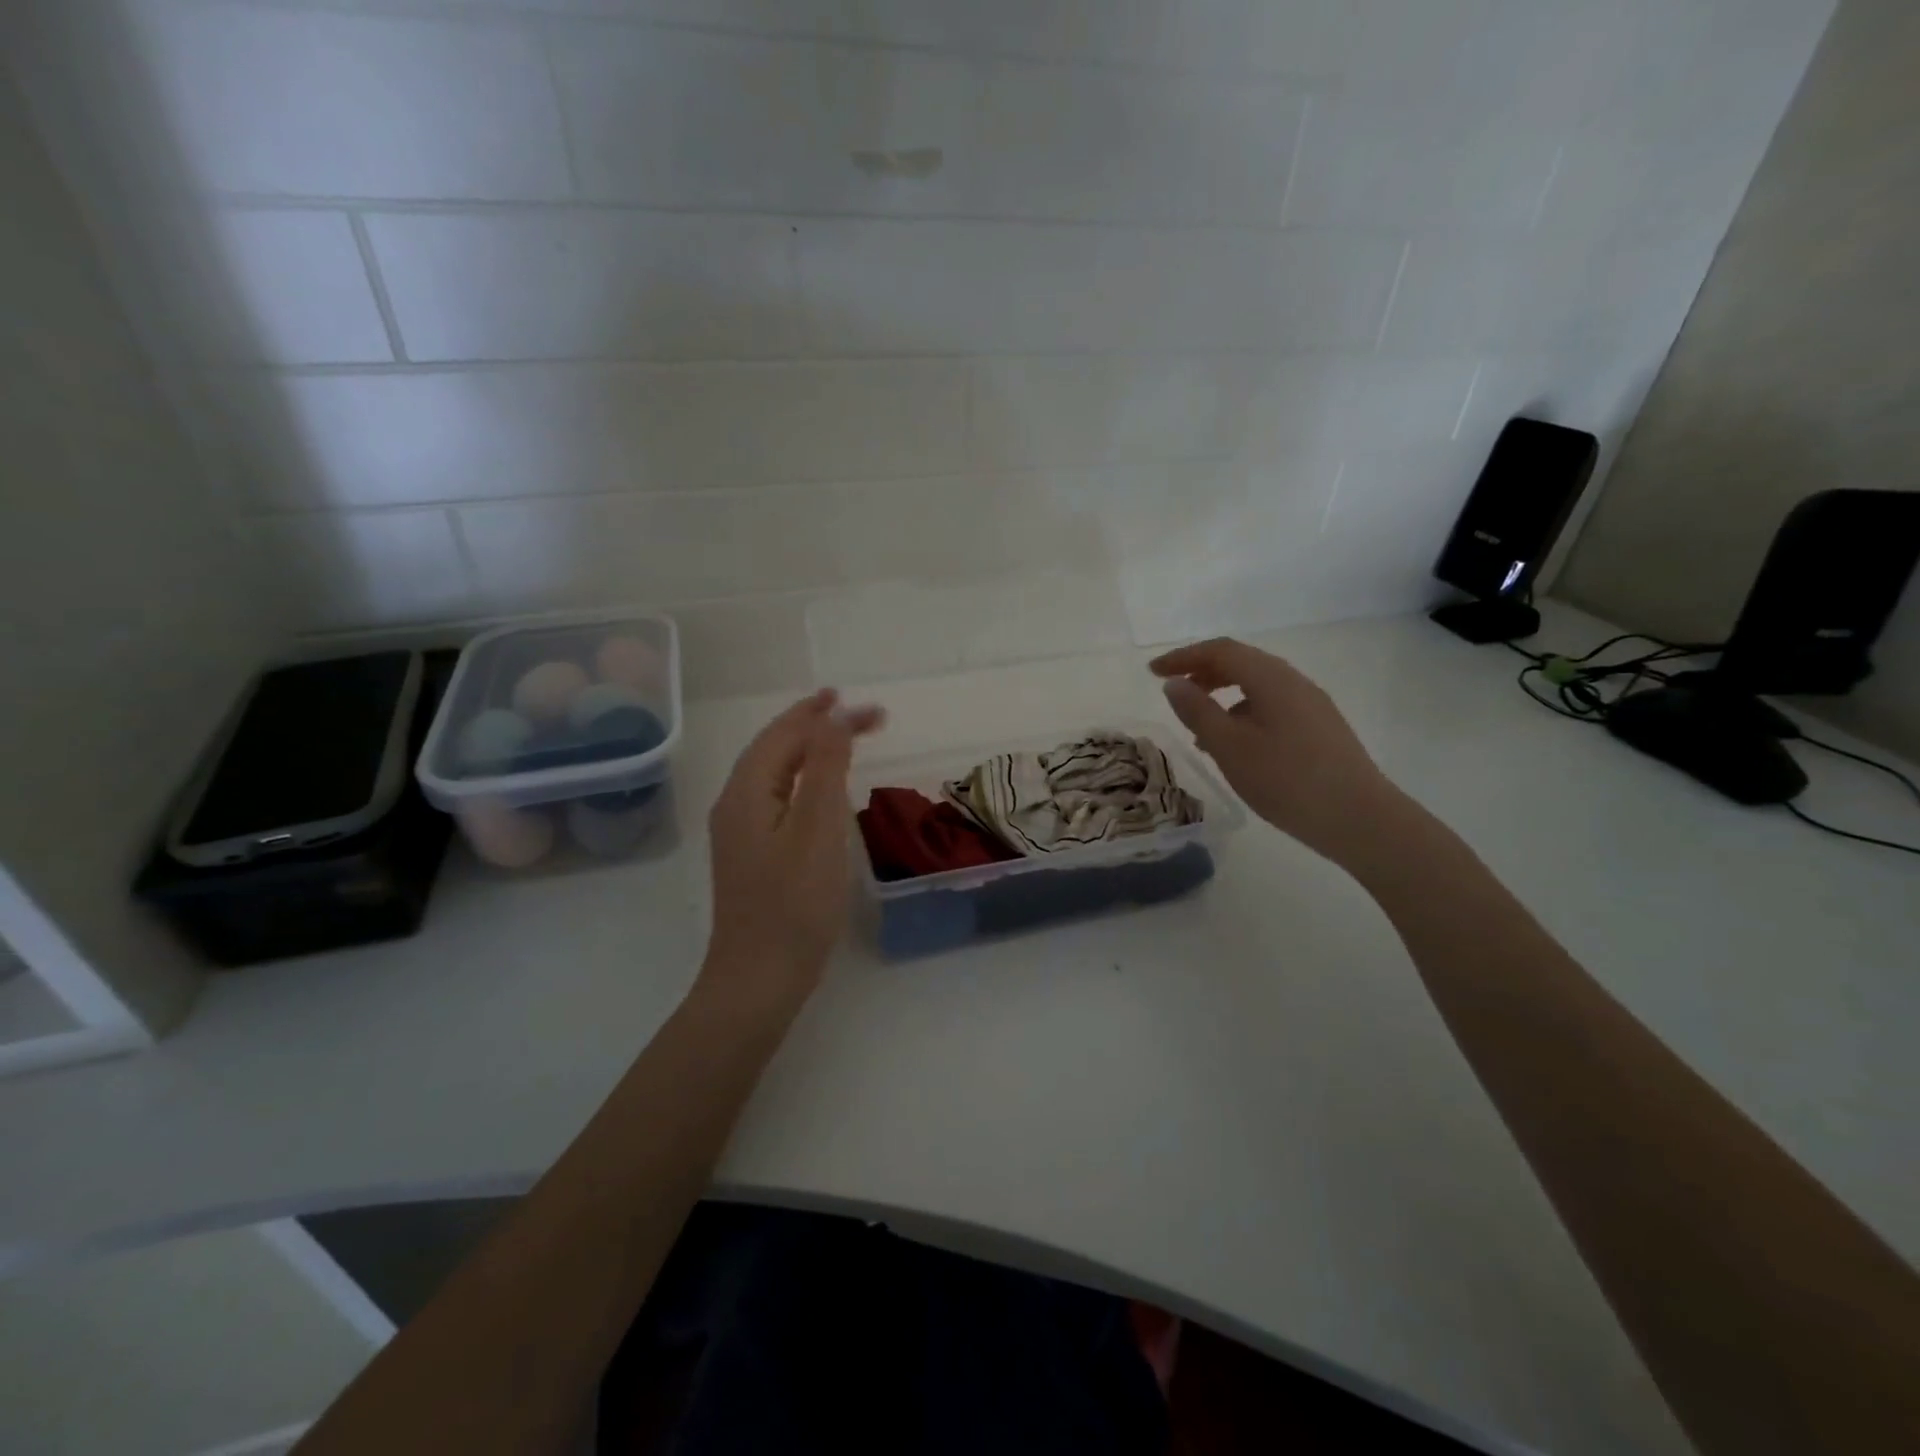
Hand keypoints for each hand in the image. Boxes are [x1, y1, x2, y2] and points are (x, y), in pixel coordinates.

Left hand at [703, 689, 883, 1007]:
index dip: (825, 714)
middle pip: (772, 748)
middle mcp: (735, 804)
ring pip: (772, 773)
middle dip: (812, 723)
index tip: (871, 709)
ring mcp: (739, 832)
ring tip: (837, 735)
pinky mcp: (750, 855)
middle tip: (850, 708)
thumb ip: (826, 767)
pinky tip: (817, 789)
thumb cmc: (794, 905)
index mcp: (747, 792)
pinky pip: (775, 797)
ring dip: (806, 748)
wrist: (758, 980)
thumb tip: (833, 716)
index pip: (786, 734)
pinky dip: (801, 778)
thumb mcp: (817, 829)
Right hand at [1150, 638, 1405, 868]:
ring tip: (1198, 727)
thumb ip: (1198, 712)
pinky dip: (1243, 713)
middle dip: (1202, 672)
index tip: (1152, 672)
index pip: (1221, 651)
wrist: (1360, 819)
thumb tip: (1175, 684)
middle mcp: (1294, 682)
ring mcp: (1311, 705)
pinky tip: (1235, 746)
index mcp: (1272, 679)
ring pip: (1257, 686)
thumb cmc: (1288, 781)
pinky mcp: (1320, 728)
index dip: (1183, 657)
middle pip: (1242, 663)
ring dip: (1222, 695)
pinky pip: (1271, 706)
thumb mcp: (1230, 748)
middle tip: (1173, 693)